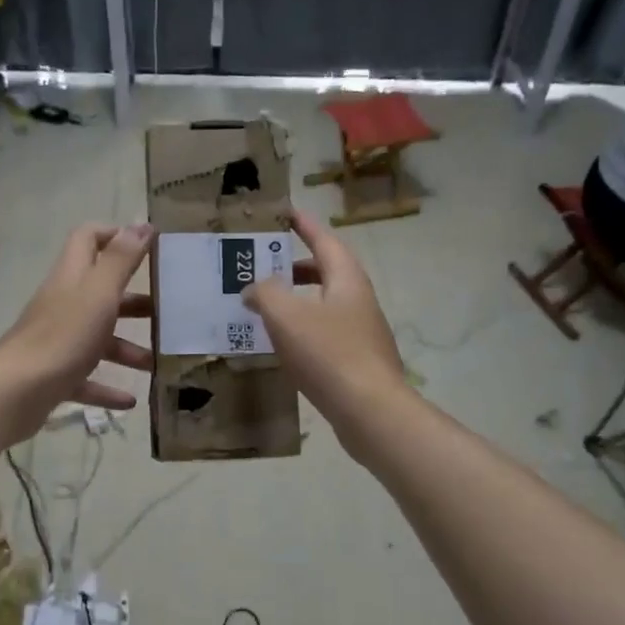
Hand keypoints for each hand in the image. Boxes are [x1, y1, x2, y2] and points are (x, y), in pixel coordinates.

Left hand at [0, 222, 154, 443]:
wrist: (14, 393)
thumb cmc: (63, 336)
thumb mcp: (99, 293)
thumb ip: (121, 259)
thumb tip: (142, 224)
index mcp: (72, 278)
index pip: (89, 239)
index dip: (115, 235)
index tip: (149, 247)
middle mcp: (64, 304)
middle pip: (101, 293)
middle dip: (134, 301)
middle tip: (167, 312)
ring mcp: (58, 341)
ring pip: (98, 338)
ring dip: (128, 349)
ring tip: (157, 363)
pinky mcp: (55, 375)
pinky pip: (87, 379)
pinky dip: (109, 388)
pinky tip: (131, 401)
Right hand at [243, 210, 409, 458]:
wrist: (370, 411)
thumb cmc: (329, 354)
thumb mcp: (287, 316)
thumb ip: (265, 293)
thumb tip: (254, 288)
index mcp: (346, 279)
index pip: (324, 240)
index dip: (303, 225)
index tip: (285, 213)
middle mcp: (359, 300)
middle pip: (326, 272)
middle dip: (296, 266)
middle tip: (265, 265)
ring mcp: (362, 332)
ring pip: (324, 305)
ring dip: (297, 300)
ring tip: (266, 307)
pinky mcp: (357, 361)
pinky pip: (325, 334)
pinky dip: (302, 329)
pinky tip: (283, 346)